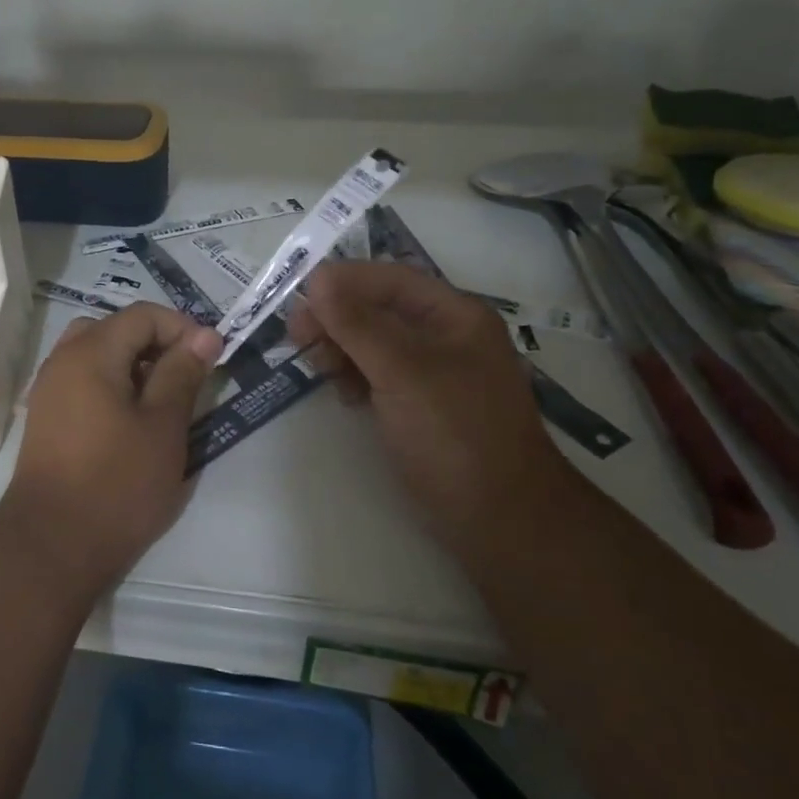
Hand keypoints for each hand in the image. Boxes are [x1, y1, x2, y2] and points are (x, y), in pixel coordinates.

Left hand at [0, 302, 220, 601]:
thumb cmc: (116, 483)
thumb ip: (183, 373)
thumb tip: (204, 335)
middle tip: (185, 379)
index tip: (210, 359)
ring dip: (134, 366)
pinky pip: (84, 382)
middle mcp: (63, 360)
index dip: (182, 328)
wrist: (51, 547)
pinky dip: (112, 386)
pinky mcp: (47, 419)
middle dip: (156, 345)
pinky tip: (132, 424)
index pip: (143, 315)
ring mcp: (49, 390)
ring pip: (98, 356)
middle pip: (116, 330)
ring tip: (162, 403)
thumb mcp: (163, 426)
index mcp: (91, 352)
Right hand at [290, 262, 564, 551]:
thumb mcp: (402, 371)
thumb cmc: (454, 434)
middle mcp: (446, 337)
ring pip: (376, 343)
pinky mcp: (422, 406)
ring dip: (343, 347)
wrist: (500, 520)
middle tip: (297, 336)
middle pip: (380, 309)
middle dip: (338, 318)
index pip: (391, 279)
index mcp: (455, 316)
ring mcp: (435, 374)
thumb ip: (358, 323)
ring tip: (320, 368)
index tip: (300, 297)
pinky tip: (345, 395)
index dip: (344, 281)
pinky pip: (380, 375)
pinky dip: (357, 377)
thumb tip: (319, 279)